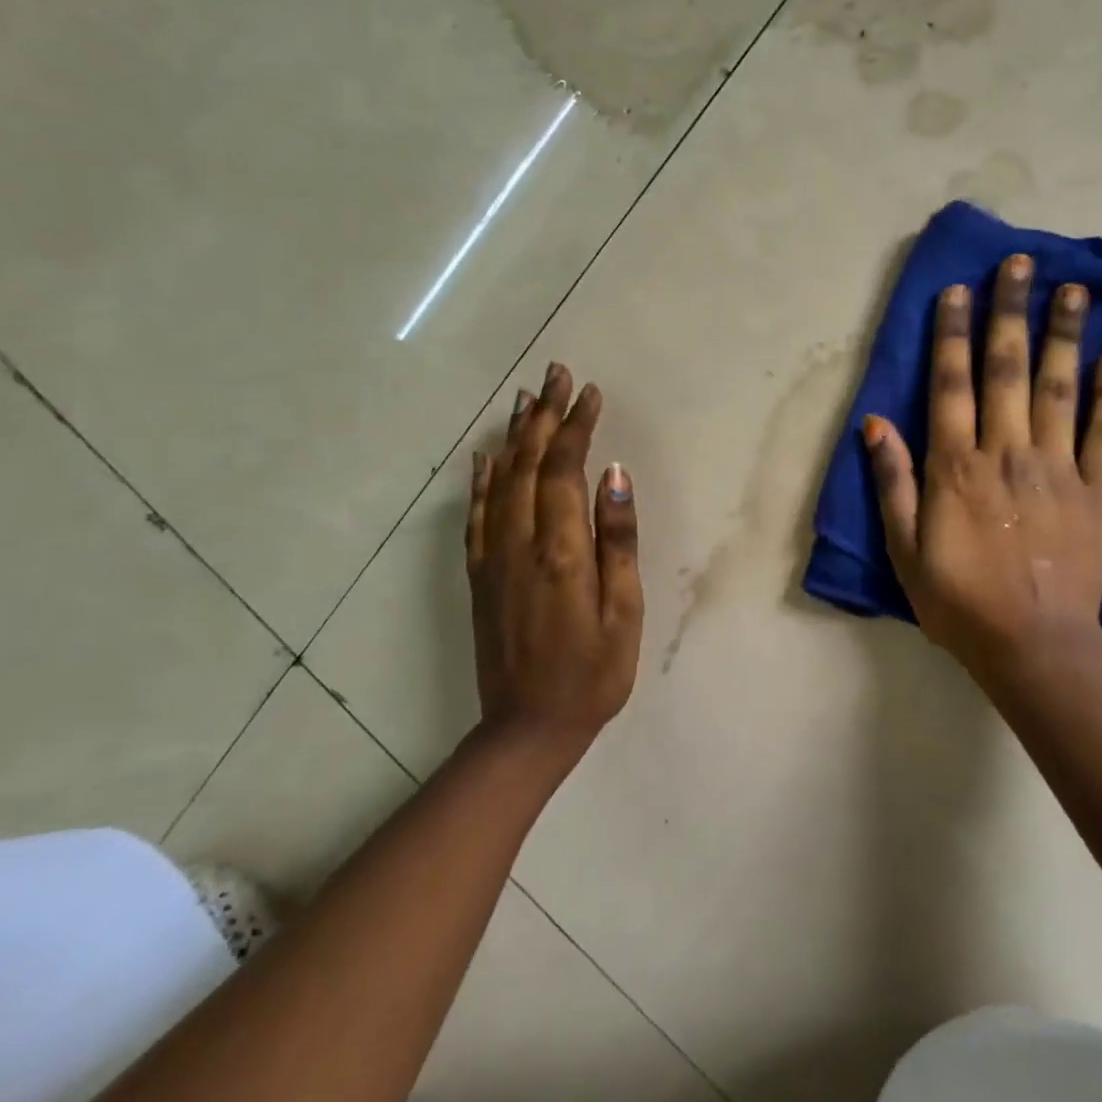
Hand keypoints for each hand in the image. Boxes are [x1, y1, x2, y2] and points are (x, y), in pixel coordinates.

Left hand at [466, 363, 642, 756]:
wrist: (528, 727)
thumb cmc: (594, 672)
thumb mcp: (624, 610)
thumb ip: (618, 538)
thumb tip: (615, 474)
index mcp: (561, 549)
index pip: (566, 468)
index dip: (576, 426)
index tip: (589, 392)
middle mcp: (520, 542)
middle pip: (530, 463)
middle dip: (544, 415)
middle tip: (555, 374)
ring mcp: (493, 557)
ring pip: (502, 480)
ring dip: (515, 436)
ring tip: (525, 398)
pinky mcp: (480, 575)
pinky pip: (478, 514)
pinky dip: (483, 479)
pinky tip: (486, 456)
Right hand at [863, 254, 1101, 682]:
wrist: (1034, 647)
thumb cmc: (959, 601)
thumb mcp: (904, 550)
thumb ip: (892, 482)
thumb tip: (874, 423)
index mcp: (956, 467)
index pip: (951, 384)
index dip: (952, 333)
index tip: (958, 290)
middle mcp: (1007, 452)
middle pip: (1008, 369)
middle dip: (1010, 312)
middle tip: (1020, 263)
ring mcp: (1057, 468)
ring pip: (1060, 387)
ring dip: (1065, 334)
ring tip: (1073, 288)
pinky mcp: (1097, 490)